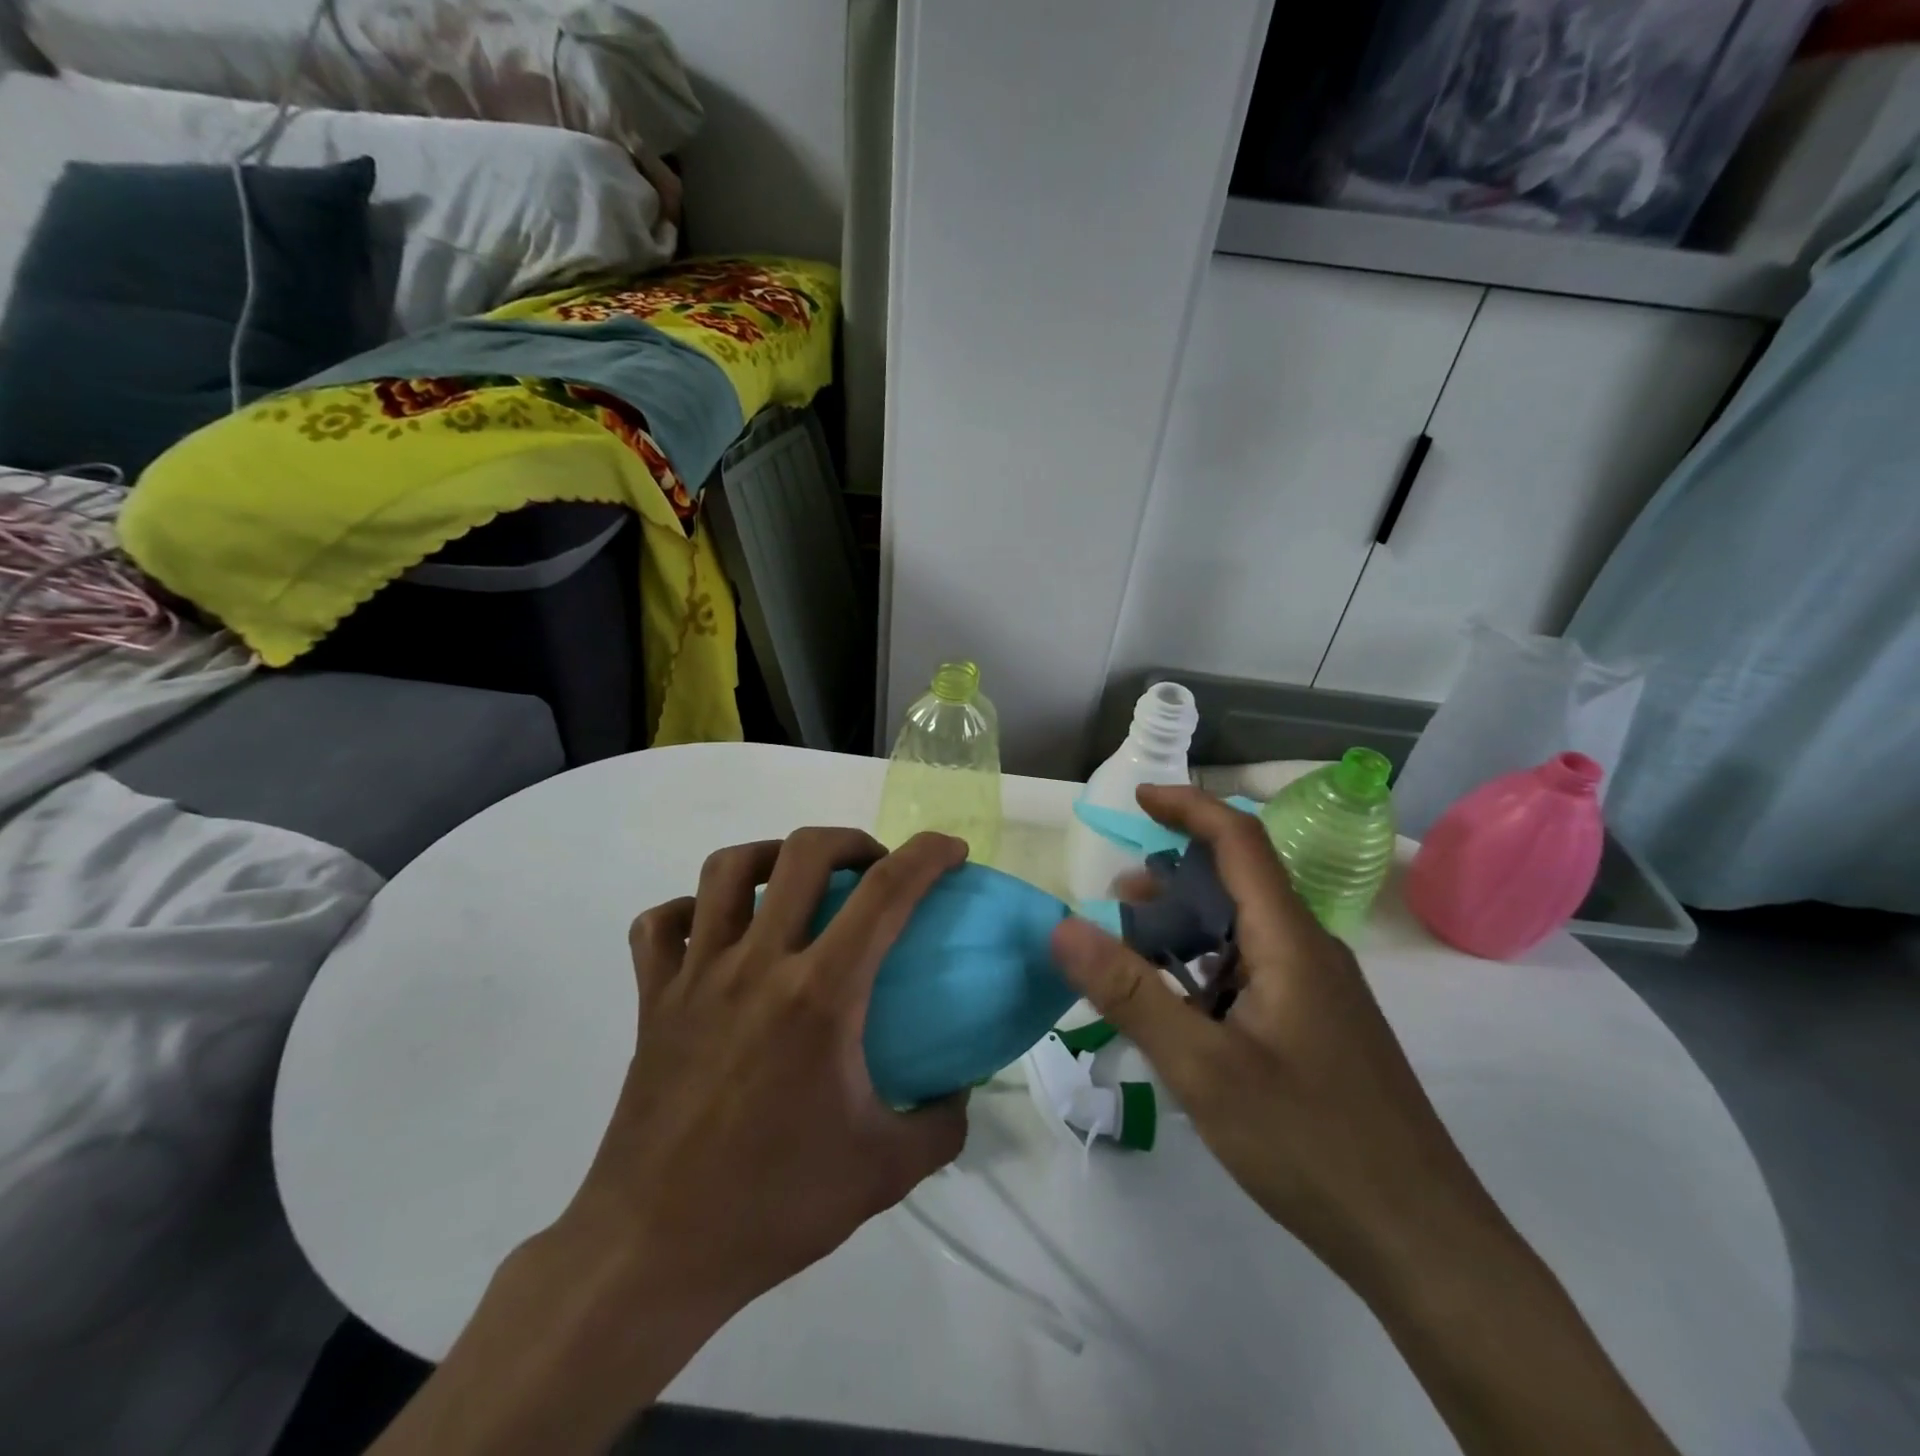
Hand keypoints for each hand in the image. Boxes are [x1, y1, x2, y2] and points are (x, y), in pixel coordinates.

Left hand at [369, 828, 972, 1455]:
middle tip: (872, 868)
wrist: (653, 1253)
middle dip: (851, 840)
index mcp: (819, 995)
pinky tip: (716, 931)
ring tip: (796, 881)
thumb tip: (961, 1090)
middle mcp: (756, 965)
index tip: (952, 850)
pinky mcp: (652, 1000)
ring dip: (771, 855)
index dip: (927, 855)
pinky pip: (662, 925)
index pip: (885, 892)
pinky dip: (692, 910)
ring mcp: (696, 977)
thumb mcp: (885, 1173)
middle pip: (803, 853)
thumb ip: (942, 1126)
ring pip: (726, 870)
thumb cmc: (774, 1205)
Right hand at [1050, 785, 1489, 1288]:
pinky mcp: (1318, 1026)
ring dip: (1187, 928)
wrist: (1422, 1241)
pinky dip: (1207, 969)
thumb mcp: (1203, 1068)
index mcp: (1289, 940)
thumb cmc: (1311, 1143)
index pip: (1239, 840)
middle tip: (1115, 902)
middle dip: (1172, 878)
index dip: (1188, 807)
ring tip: (1133, 954)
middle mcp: (1309, 950)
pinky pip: (1254, 970)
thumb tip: (1062, 926)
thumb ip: (1130, 993)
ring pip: (1244, 931)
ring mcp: (1318, 991)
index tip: (1137, 798)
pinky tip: (1180, 1011)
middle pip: (1238, 883)